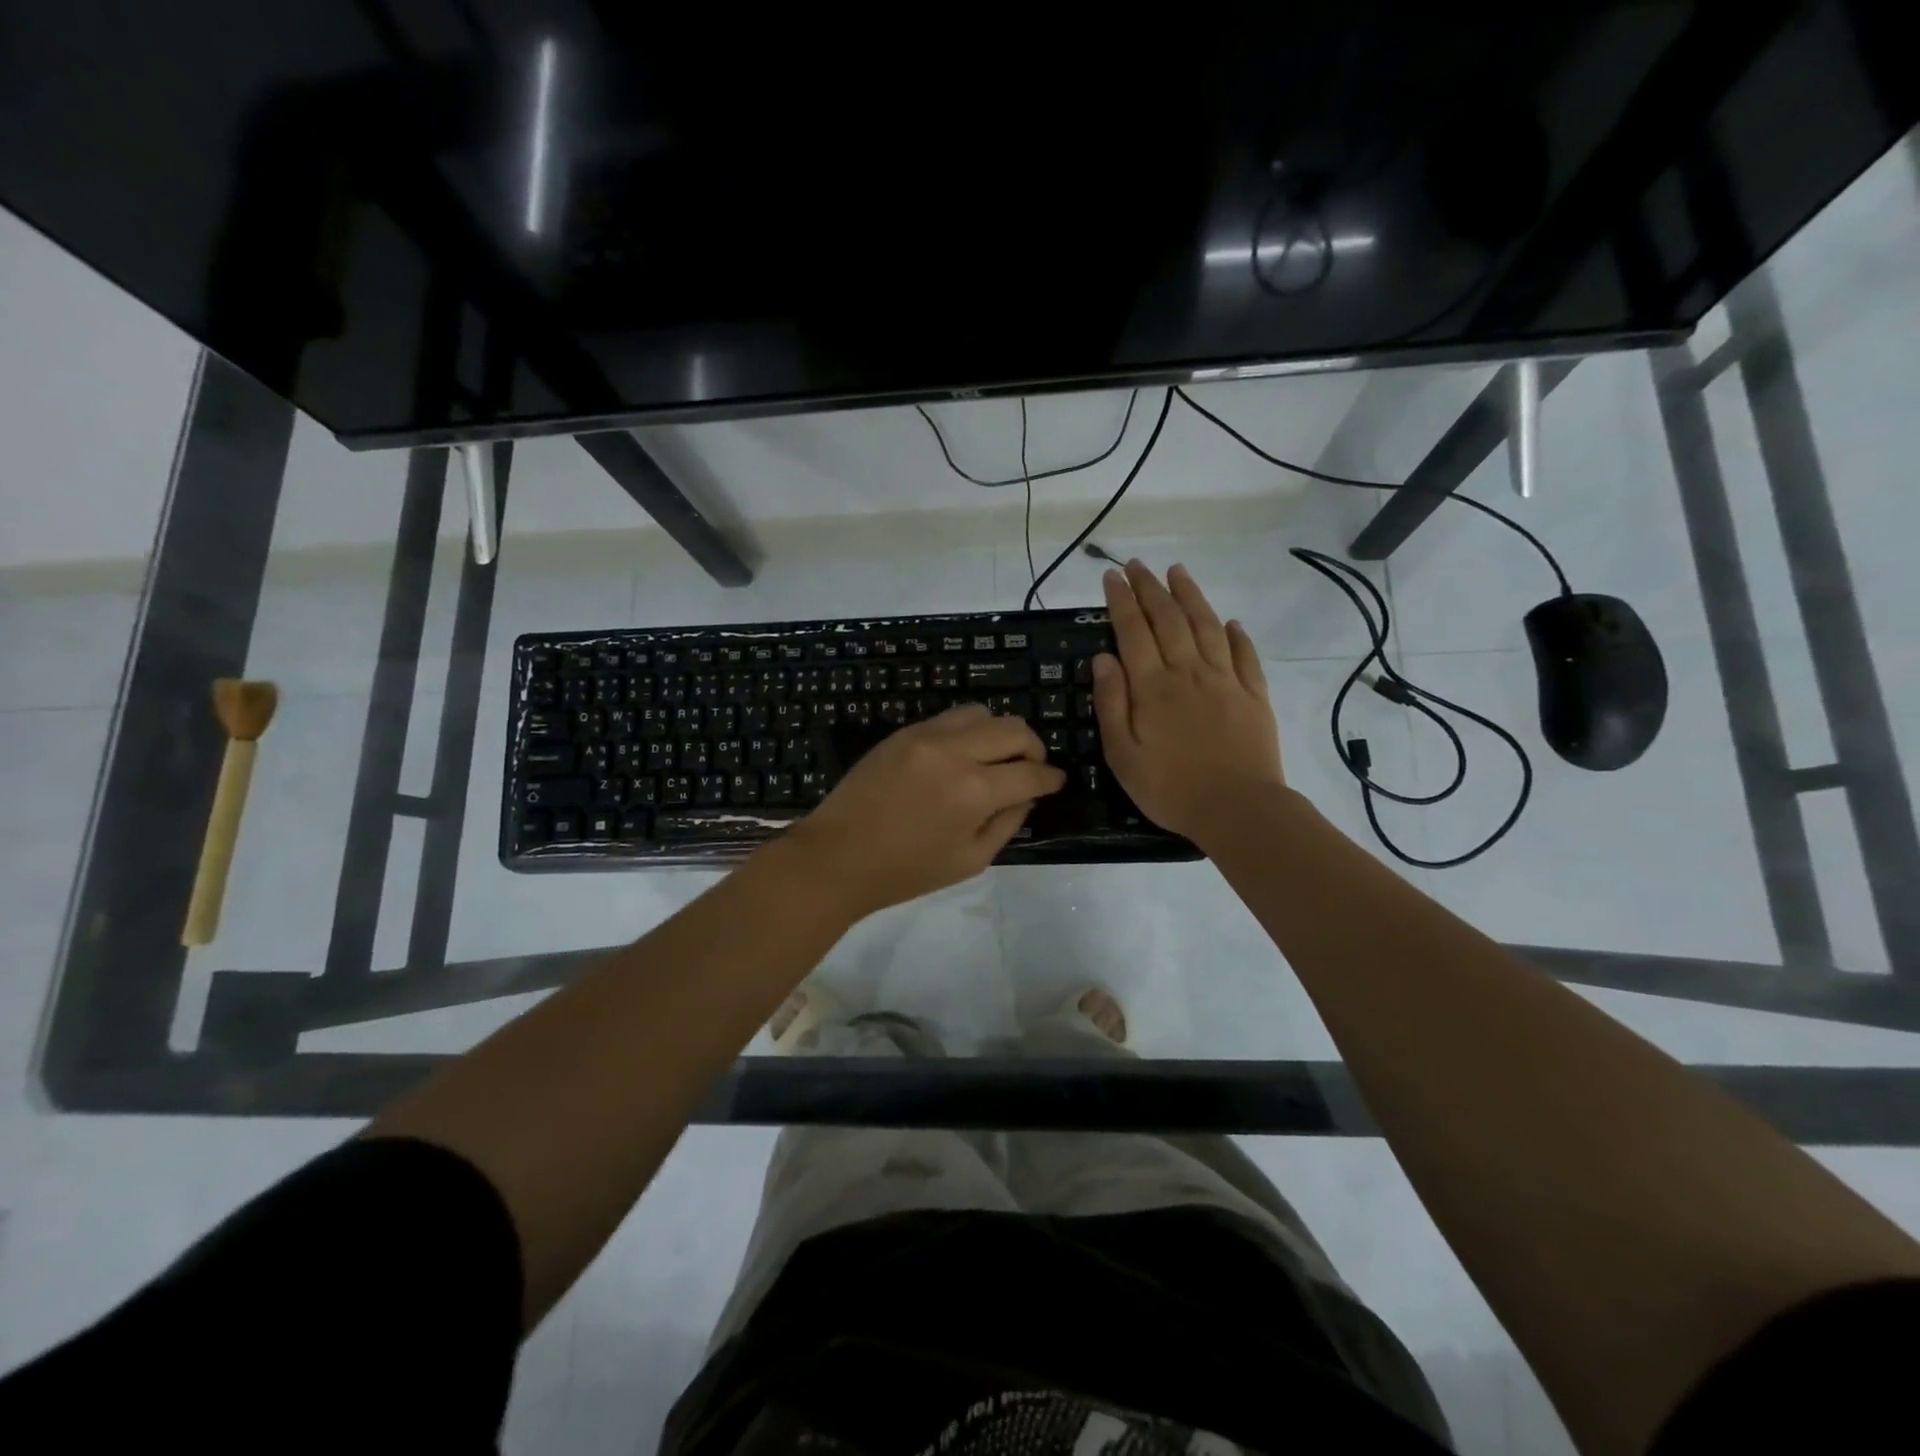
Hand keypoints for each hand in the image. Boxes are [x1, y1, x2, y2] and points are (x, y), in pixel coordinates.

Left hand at [787, 705, 1065, 919]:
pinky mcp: (903, 732)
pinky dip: (967, 732)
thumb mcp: (971, 859)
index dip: (1051, 778)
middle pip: (1013, 728)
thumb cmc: (907, 871)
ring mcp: (925, 736)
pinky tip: (961, 756)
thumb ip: (1008, 822)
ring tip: (995, 758)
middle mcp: (954, 752)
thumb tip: (1027, 794)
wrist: (839, 856)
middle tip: (1031, 768)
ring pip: (981, 713)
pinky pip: (948, 719)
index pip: (1031, 773)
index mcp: (974, 791)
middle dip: (1033, 747)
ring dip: (999, 733)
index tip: (1056, 782)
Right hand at [1093, 560, 1284, 840]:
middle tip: (1137, 565)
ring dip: (1190, 596)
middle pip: (1169, 619)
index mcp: (1153, 687)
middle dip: (1150, 588)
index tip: (1112, 576)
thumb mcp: (1123, 754)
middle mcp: (1189, 672)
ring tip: (1178, 572)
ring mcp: (1225, 681)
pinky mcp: (1254, 695)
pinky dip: (1236, 634)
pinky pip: (1244, 655)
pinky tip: (1230, 621)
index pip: (1133, 631)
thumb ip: (1113, 704)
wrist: (1238, 809)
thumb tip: (1104, 658)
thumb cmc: (1170, 788)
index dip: (1122, 600)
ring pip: (1206, 626)